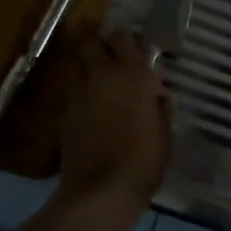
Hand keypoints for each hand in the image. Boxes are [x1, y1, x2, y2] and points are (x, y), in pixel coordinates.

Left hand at [57, 31, 171, 214]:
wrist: (100, 192)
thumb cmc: (143, 161)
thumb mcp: (166, 135)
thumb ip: (161, 108)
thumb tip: (158, 96)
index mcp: (132, 75)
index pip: (124, 38)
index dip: (130, 42)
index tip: (138, 52)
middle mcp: (102, 76)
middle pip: (93, 44)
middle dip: (103, 47)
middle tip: (117, 62)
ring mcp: (79, 94)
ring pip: (80, 66)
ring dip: (91, 70)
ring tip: (105, 87)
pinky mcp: (65, 114)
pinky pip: (75, 92)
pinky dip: (84, 94)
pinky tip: (95, 112)